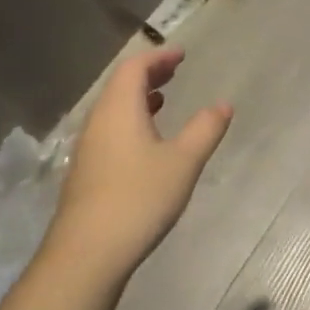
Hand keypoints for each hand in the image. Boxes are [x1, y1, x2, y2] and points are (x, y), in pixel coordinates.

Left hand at [46, 48, 231, 286]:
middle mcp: (98, 122)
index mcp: (119, 110)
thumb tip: (223, 104)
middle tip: (175, 70)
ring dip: (139, 97)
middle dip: (149, 73)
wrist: (86, 255)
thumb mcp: (183, 162)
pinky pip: (110, 129)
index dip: (158, 57)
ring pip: (113, 109)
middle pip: (120, 85)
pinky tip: (147, 141)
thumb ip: (205, 129)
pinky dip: (131, 120)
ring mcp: (88, 148)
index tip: (182, 54)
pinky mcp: (86, 172)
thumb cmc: (138, 198)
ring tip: (164, 99)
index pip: (134, 68)